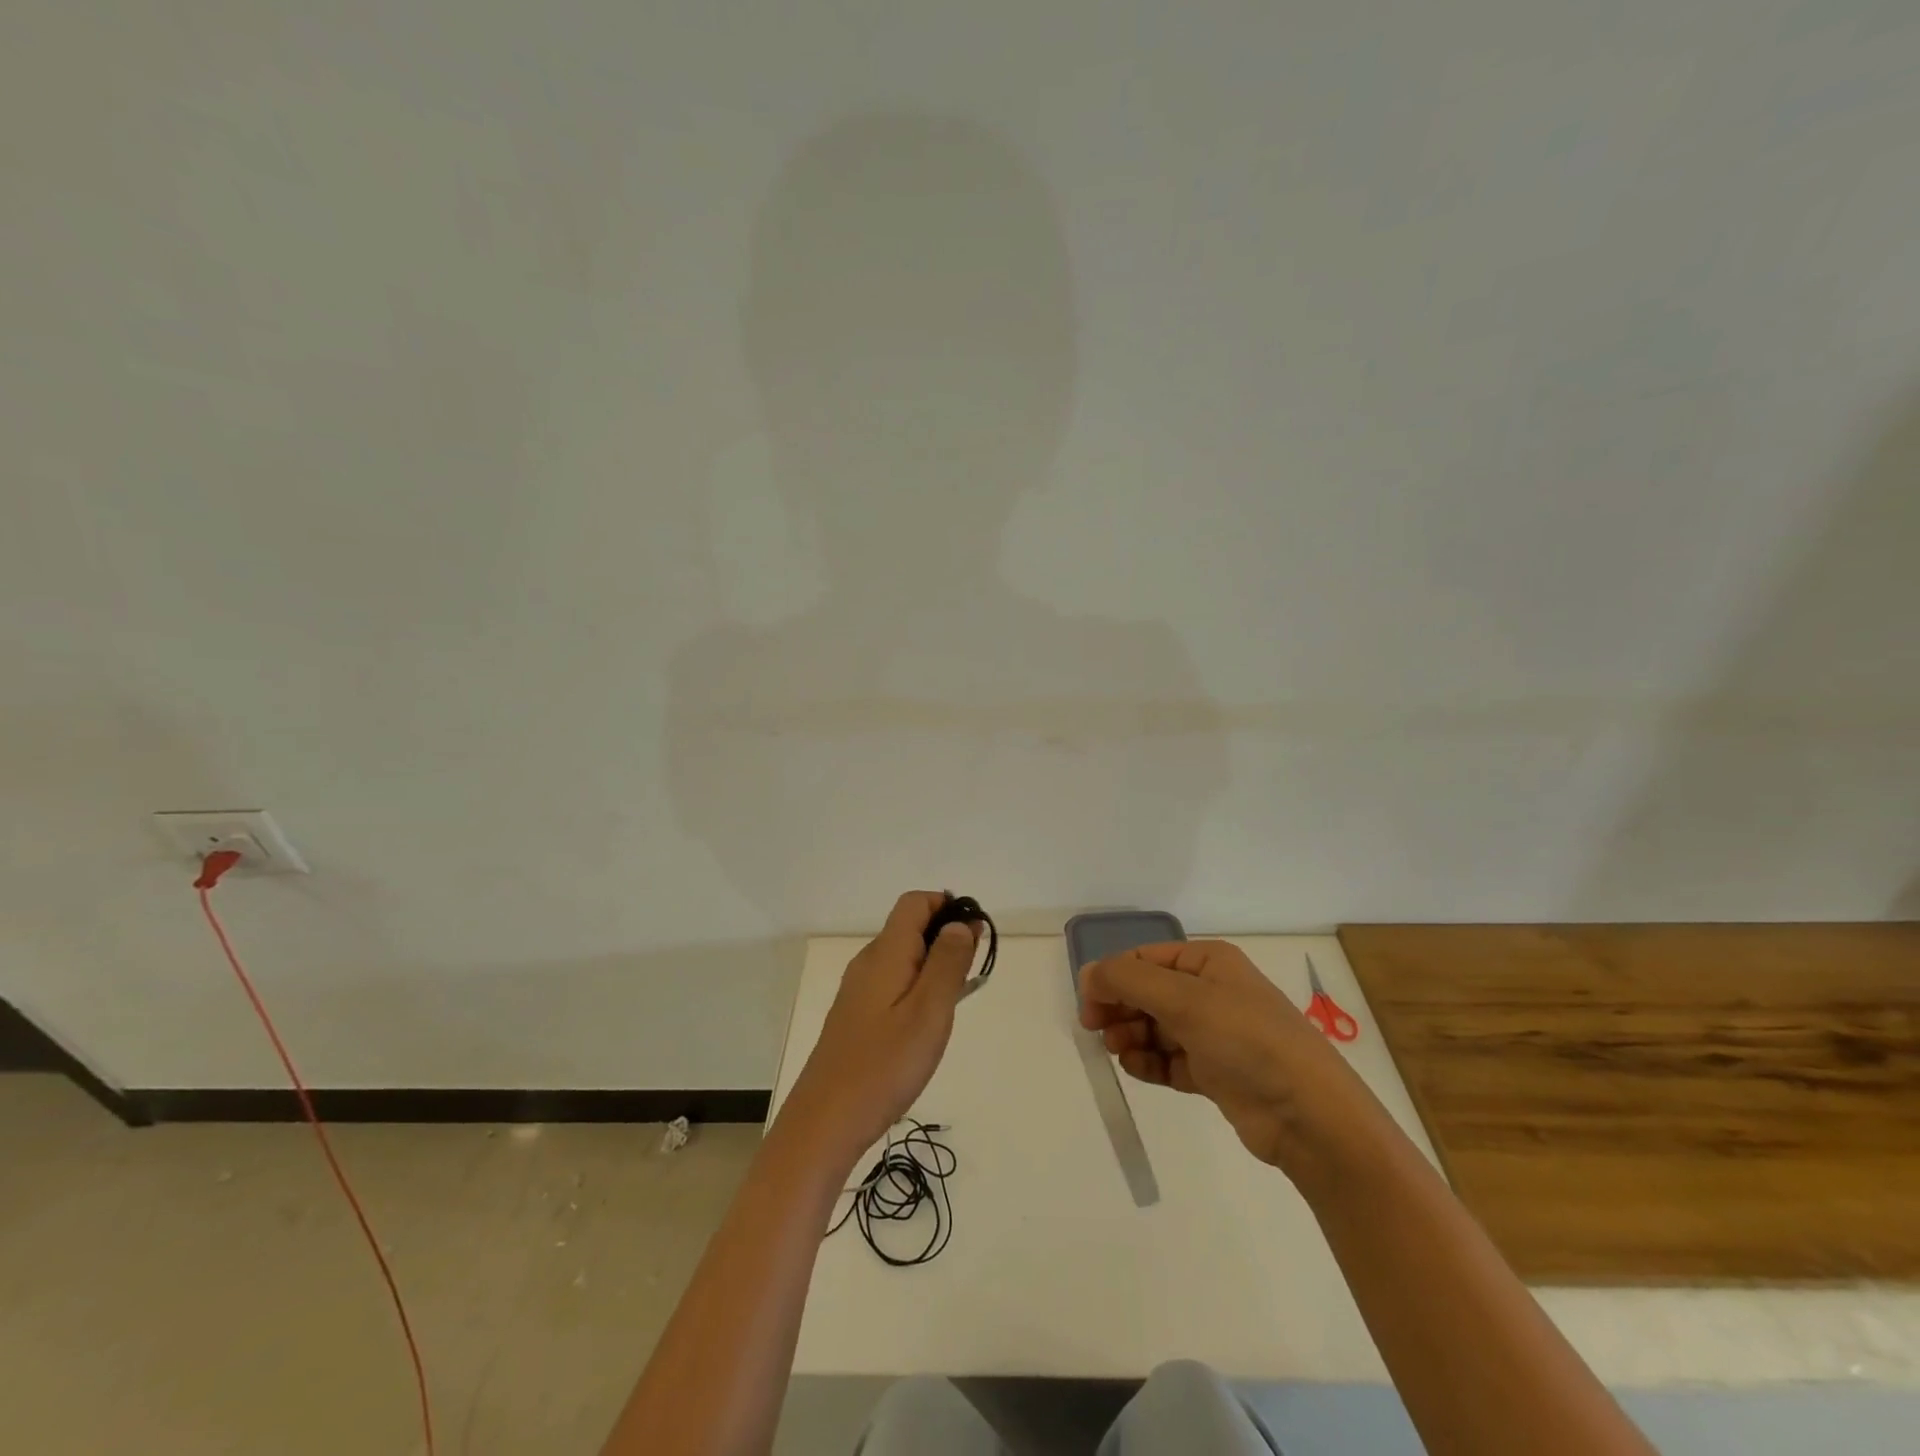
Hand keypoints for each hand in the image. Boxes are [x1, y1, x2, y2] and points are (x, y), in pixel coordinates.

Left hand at [781, 891, 979, 1166]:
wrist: (825, 1122)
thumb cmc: (884, 1065)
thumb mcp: (929, 1012)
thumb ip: (948, 963)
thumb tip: (960, 923)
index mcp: (885, 953)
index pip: (915, 903)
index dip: (947, 906)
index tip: (977, 935)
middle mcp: (868, 962)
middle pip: (910, 927)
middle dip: (946, 938)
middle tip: (972, 976)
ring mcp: (858, 990)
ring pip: (903, 957)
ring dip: (934, 965)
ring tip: (954, 1003)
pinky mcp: (856, 1015)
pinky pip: (893, 983)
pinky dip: (918, 987)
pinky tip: (927, 1024)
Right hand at [1079, 940, 1374, 1173]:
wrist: (1308, 1115)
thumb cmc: (1246, 1040)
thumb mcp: (1184, 999)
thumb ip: (1128, 981)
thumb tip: (1088, 973)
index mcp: (1208, 961)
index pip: (1145, 959)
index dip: (1112, 977)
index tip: (1088, 1005)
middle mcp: (1210, 991)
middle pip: (1147, 992)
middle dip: (1120, 1009)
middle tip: (1097, 1031)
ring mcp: (1214, 1033)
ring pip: (1155, 1027)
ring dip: (1132, 1037)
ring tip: (1121, 1052)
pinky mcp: (1215, 1072)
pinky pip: (1169, 1059)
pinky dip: (1149, 1063)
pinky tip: (1138, 1069)